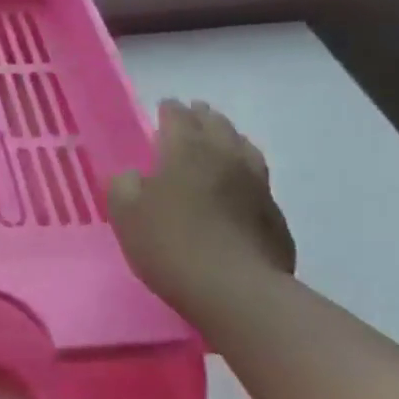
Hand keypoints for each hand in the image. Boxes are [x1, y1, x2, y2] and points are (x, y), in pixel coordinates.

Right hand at [107, 100, 295, 312]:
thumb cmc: (170, 243)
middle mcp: (225, 156)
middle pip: (216, 124)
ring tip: (221, 142)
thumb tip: (134, 176)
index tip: (163, 107)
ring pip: (245, 148)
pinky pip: (259, 181)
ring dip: (230, 139)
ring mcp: (257, 185)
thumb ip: (124, 185)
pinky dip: (246, 174)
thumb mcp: (125, 213)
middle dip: (202, 116)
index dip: (169, 109)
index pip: (178, 116)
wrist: (236, 291)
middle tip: (193, 115)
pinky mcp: (274, 215)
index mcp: (186, 149)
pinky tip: (240, 188)